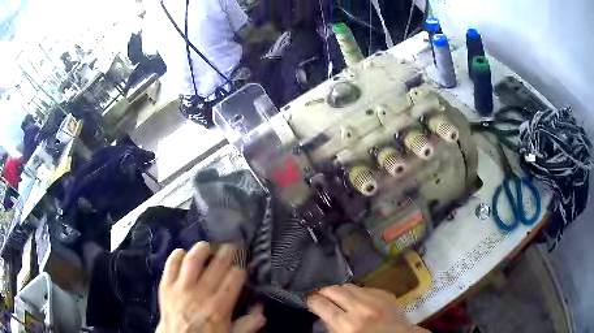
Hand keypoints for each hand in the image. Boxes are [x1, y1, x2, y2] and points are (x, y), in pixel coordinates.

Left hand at [157, 242, 265, 332]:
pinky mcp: (166, 285)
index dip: (241, 267)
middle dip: (227, 252)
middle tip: (232, 247)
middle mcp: (201, 293)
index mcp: (219, 306)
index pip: (234, 277)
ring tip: (209, 246)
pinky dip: (177, 255)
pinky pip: (171, 264)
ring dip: (202, 249)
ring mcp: (181, 287)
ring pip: (193, 259)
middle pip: (217, 264)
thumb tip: (261, 307)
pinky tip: (184, 253)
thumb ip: (249, 323)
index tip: (243, 265)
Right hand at [307, 284, 428, 332]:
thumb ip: (330, 325)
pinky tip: (356, 298)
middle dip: (324, 291)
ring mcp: (374, 298)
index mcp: (346, 325)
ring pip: (348, 285)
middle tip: (321, 296)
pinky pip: (363, 287)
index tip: (309, 300)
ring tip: (337, 296)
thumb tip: (321, 311)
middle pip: (333, 290)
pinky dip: (356, 291)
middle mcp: (359, 308)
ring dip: (339, 290)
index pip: (321, 304)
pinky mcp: (385, 293)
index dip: (311, 300)